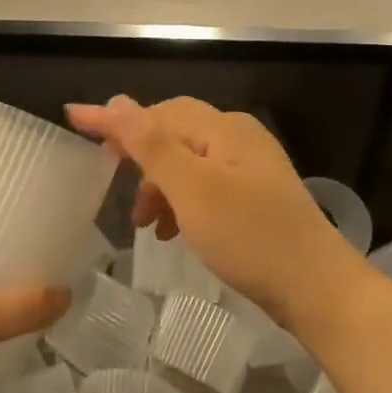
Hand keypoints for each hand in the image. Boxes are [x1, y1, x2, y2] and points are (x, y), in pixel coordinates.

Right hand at [66, 96, 363, 334]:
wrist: (317, 290)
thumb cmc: (251, 238)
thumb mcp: (194, 190)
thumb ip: (153, 145)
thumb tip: (117, 102)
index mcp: (224, 129)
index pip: (157, 112)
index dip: (114, 119)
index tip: (73, 119)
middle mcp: (238, 138)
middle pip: (172, 135)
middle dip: (139, 159)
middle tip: (110, 182)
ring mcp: (249, 168)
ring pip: (186, 164)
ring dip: (158, 187)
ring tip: (144, 223)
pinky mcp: (254, 197)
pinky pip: (203, 187)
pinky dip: (180, 203)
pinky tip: (172, 231)